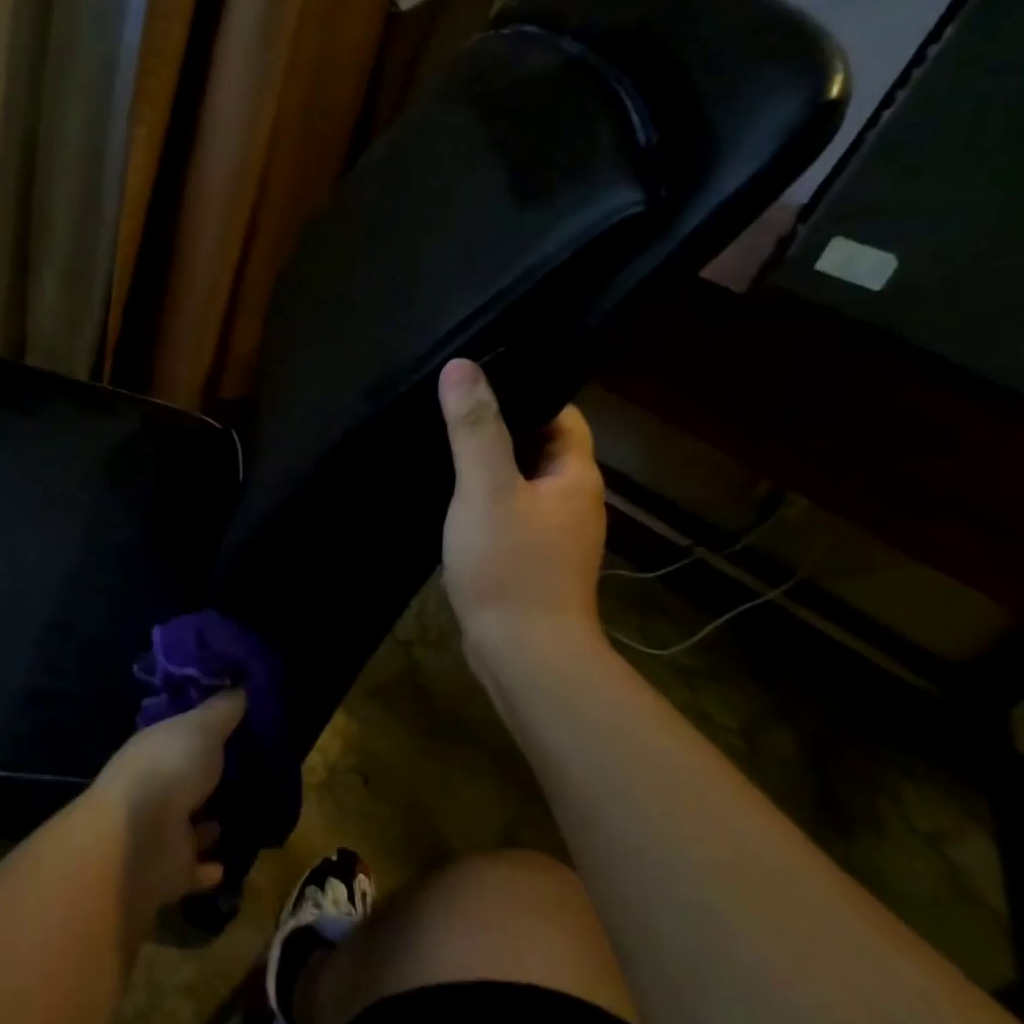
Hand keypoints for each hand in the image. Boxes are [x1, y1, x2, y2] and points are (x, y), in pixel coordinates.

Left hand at [92, 691, 245, 916]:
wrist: (141, 838)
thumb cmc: (171, 767)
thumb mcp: (203, 726)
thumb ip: (223, 709)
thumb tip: (241, 686)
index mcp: (156, 748)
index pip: (180, 735)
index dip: (202, 730)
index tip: (232, 726)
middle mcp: (154, 786)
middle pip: (184, 779)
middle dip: (207, 777)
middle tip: (245, 771)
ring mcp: (159, 830)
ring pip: (188, 824)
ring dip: (207, 822)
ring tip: (238, 814)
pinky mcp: (170, 871)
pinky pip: (194, 868)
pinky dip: (208, 867)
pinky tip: (227, 863)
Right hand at [437, 358, 606, 671]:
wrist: (524, 657)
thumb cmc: (510, 567)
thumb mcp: (486, 489)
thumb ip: (475, 428)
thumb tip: (462, 367)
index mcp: (576, 477)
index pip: (562, 415)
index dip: (528, 392)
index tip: (483, 379)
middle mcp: (574, 502)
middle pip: (542, 447)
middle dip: (503, 426)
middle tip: (454, 407)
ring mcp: (555, 535)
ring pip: (523, 482)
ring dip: (492, 465)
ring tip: (446, 443)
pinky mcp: (534, 561)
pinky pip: (511, 514)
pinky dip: (487, 500)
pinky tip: (454, 498)